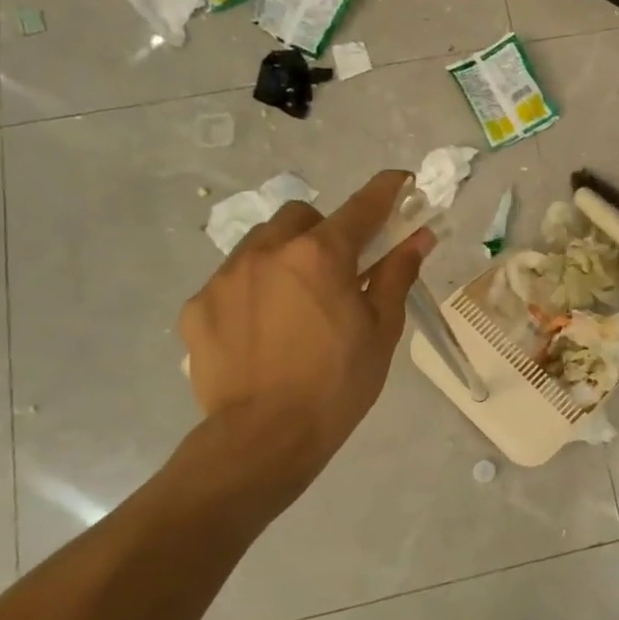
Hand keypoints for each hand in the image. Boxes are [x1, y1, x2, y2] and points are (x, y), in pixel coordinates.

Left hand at [176, 169, 434, 510]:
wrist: (264, 438)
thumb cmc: (338, 383)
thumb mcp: (381, 330)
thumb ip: (396, 274)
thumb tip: (420, 236)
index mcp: (321, 255)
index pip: (362, 206)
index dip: (386, 189)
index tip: (400, 181)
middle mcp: (269, 251)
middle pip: (301, 217)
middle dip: (323, 231)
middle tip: (337, 270)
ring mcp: (226, 277)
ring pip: (260, 243)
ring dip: (283, 256)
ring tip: (294, 301)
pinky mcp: (198, 306)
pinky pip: (230, 281)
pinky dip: (251, 291)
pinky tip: (260, 330)